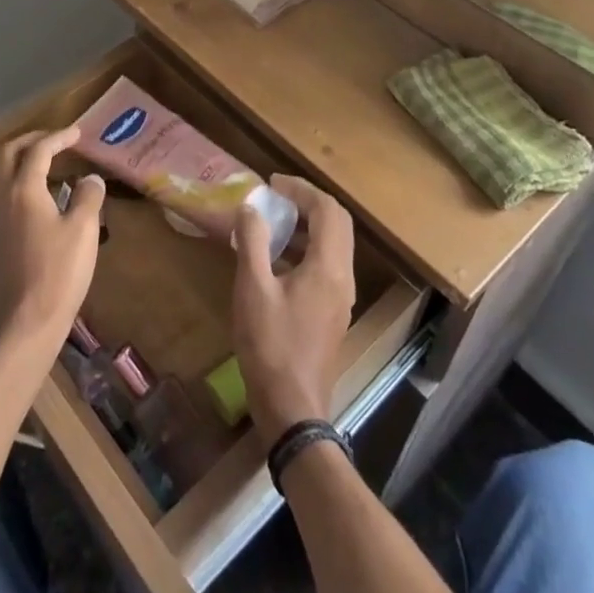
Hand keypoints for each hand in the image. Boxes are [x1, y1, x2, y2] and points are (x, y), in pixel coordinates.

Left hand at [0, 128, 104, 351]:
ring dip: (18, 161)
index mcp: (24, 189)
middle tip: (54, 140)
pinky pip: (0, 197)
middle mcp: (3, 198)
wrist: (25, 323)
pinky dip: (15, 184)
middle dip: (30, 141)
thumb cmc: (58, 273)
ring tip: (42, 165)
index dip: (59, 137)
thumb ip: (88, 197)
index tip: (77, 133)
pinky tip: (35, 200)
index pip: (39, 150)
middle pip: (8, 155)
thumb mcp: (83, 231)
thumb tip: (90, 179)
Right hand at [232, 175, 355, 446]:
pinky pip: (328, 264)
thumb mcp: (253, 288)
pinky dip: (308, 247)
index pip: (327, 210)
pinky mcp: (333, 312)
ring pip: (335, 244)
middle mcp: (343, 277)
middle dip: (309, 202)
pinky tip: (278, 257)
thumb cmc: (270, 345)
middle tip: (278, 195)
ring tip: (275, 220)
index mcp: (328, 267)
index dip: (301, 189)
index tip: (272, 183)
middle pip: (338, 223)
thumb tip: (251, 208)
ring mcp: (341, 297)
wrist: (293, 408)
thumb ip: (253, 242)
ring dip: (309, 224)